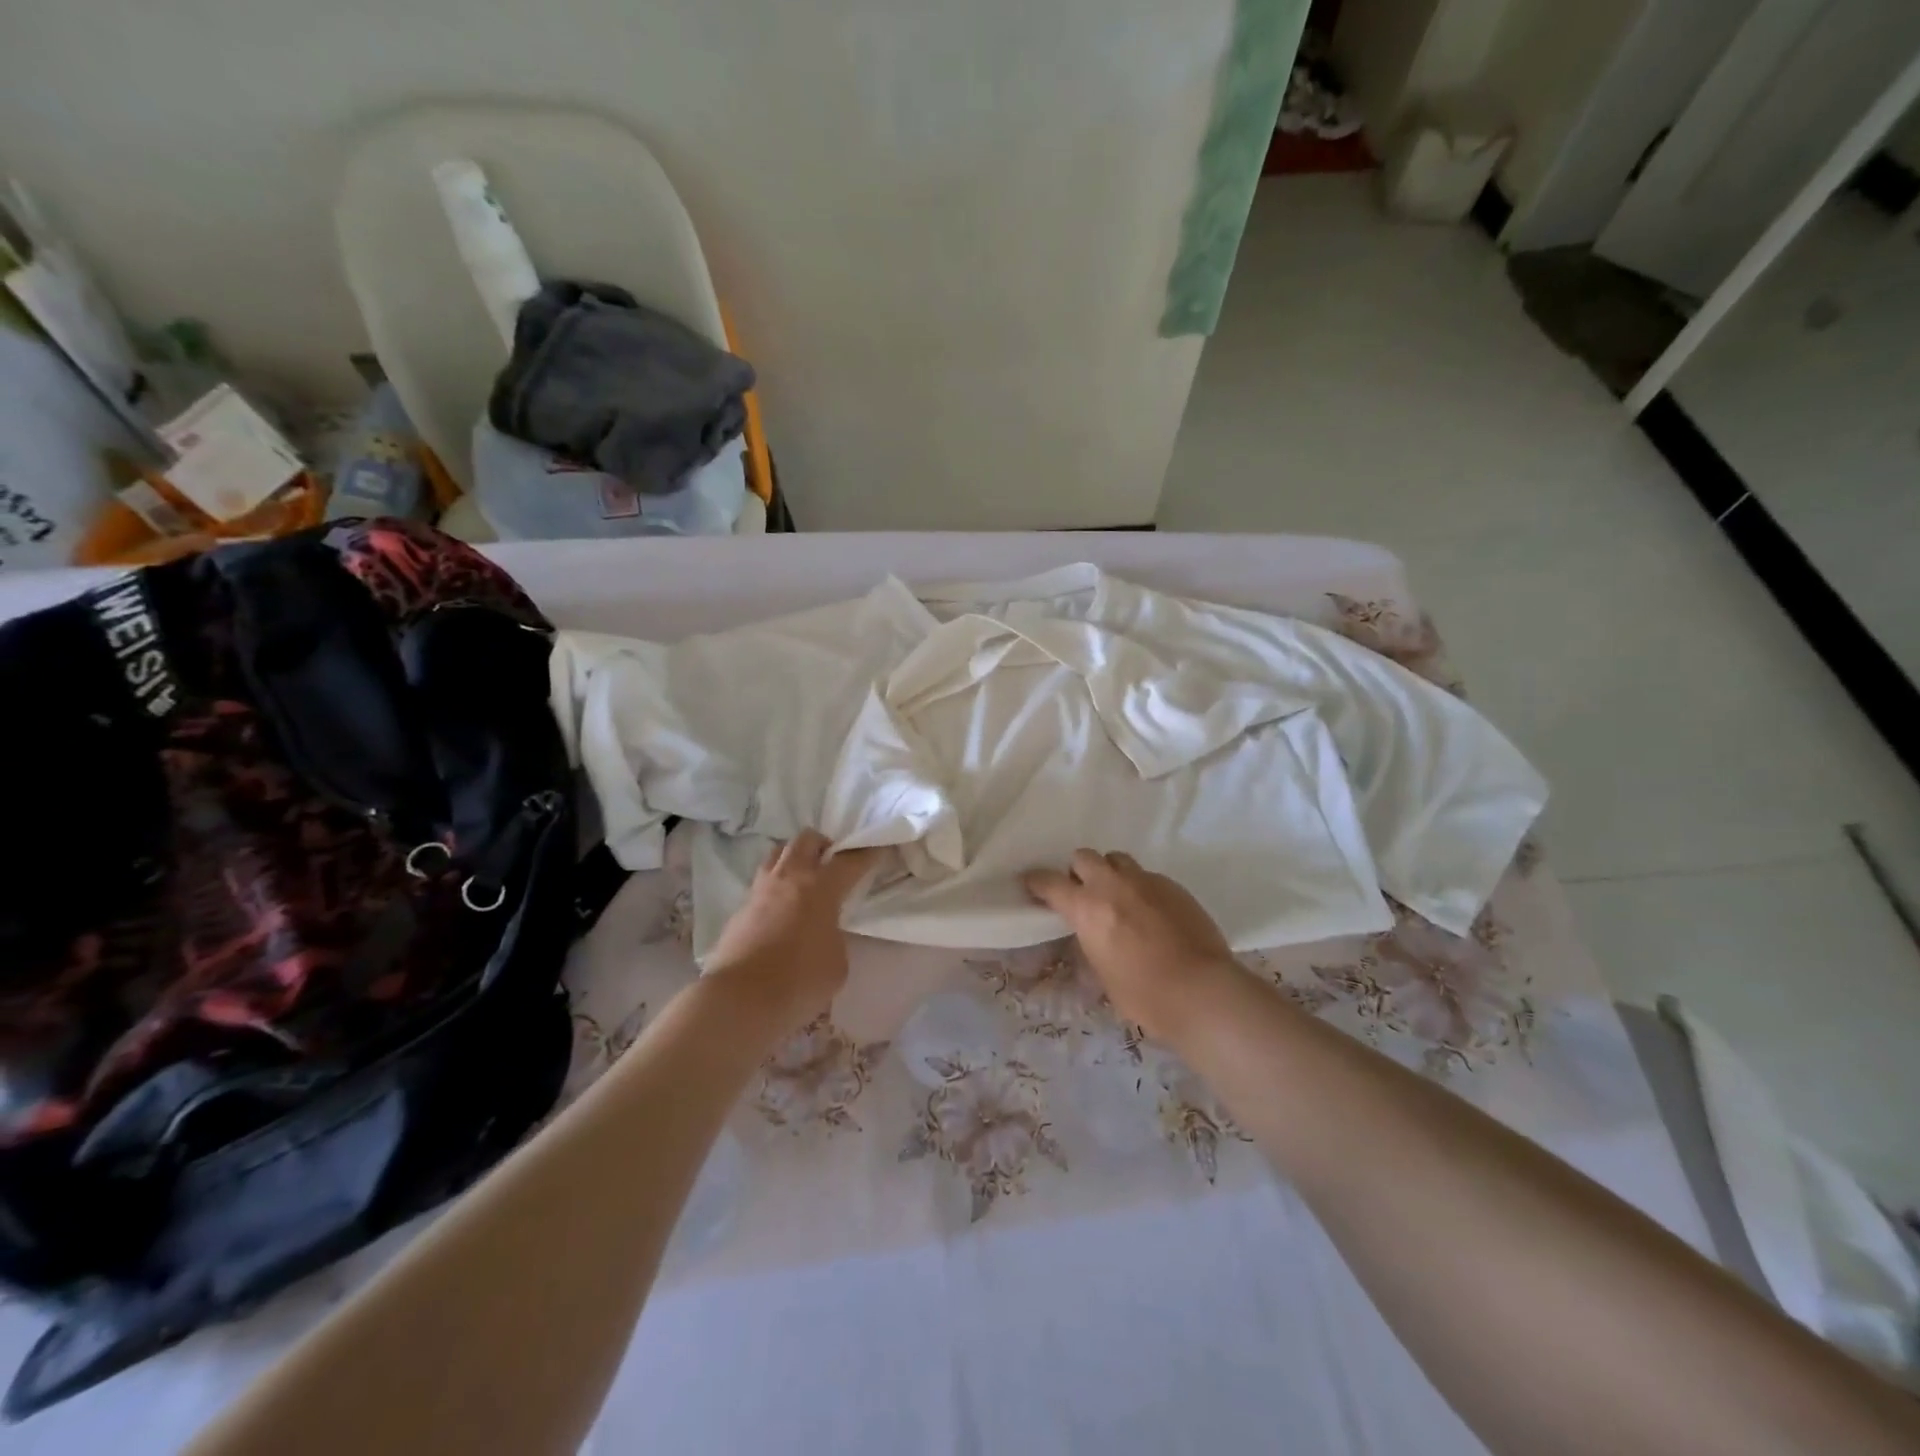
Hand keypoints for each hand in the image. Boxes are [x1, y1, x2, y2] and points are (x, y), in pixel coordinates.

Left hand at [704, 830, 879, 1035]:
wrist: (739, 1000)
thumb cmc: (799, 981)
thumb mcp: (837, 962)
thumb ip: (835, 937)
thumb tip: (823, 932)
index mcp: (821, 888)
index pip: (850, 861)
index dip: (867, 853)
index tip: (878, 849)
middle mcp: (789, 879)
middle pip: (806, 840)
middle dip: (823, 844)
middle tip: (833, 862)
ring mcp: (760, 891)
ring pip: (777, 854)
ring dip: (794, 858)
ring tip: (803, 879)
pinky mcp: (739, 910)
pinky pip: (761, 884)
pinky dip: (775, 888)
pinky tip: (780, 910)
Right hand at [1022, 849, 1239, 1043]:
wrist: (1200, 990)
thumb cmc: (1143, 994)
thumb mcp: (1102, 973)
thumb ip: (1091, 942)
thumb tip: (1091, 934)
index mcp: (1086, 908)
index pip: (1050, 882)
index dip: (1037, 881)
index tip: (1032, 883)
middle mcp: (1112, 885)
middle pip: (1084, 857)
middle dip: (1079, 871)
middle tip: (1084, 892)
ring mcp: (1146, 881)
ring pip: (1118, 859)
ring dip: (1111, 873)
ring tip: (1118, 897)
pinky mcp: (1173, 886)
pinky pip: (1148, 876)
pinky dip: (1141, 888)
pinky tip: (1151, 913)